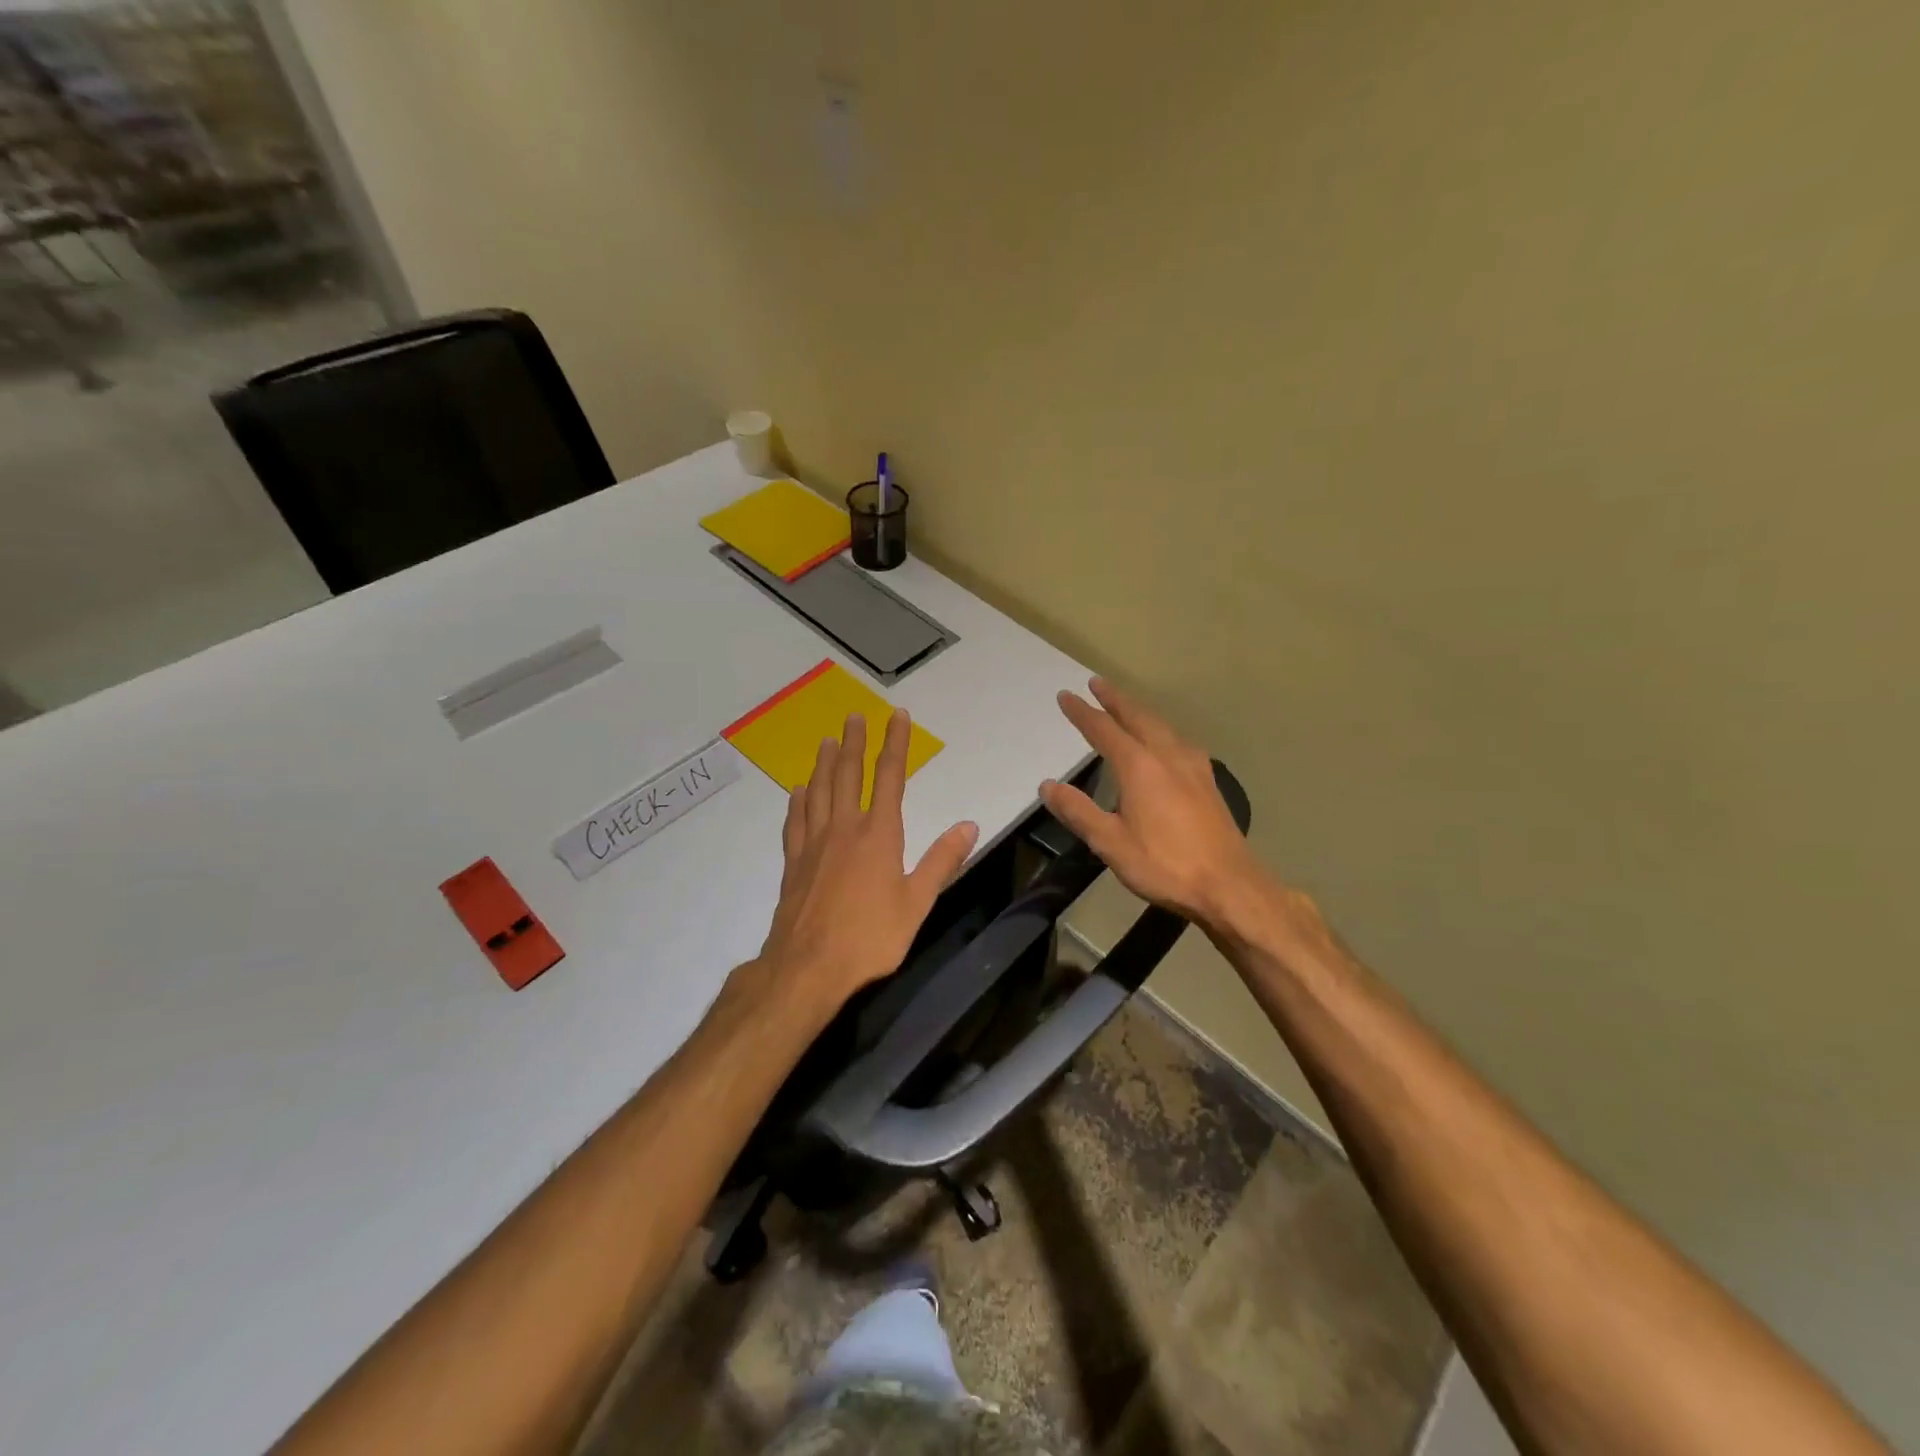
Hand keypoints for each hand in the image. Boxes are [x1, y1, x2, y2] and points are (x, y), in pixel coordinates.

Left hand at [755, 709, 977, 1015]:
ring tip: (826, 742)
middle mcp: (844, 828)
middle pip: (847, 774)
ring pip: (818, 791)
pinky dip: (798, 801)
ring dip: (824, 764)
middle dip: (853, 743)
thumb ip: (941, 861)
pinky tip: (798, 792)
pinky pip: (795, 822)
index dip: (894, 744)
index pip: (889, 777)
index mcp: (878, 834)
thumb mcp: (917, 903)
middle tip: (853, 717)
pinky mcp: (793, 863)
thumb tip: (969, 825)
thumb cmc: (870, 938)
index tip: (897, 717)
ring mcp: (814, 844)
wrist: (808, 968)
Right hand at [1040, 678, 1259, 927]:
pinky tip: (1166, 741)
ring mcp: (1193, 767)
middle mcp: (1167, 756)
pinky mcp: (1208, 781)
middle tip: (1097, 683)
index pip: (1103, 730)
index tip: (1066, 696)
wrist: (1229, 885)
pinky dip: (1162, 729)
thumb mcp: (1110, 843)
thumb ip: (1078, 811)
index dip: (1082, 713)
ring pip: (1162, 725)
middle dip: (1115, 699)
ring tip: (1126, 705)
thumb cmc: (1164, 865)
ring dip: (1140, 711)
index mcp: (1139, 767)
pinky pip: (1179, 741)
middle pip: (1137, 717)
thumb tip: (1048, 785)